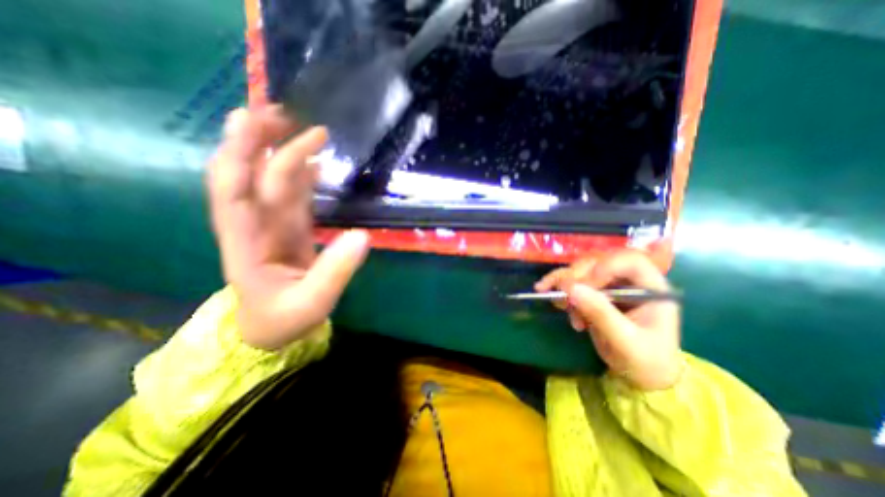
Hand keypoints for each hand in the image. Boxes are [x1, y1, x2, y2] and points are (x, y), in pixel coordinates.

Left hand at [208, 107, 370, 350]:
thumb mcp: (313, 303)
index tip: (258, 123)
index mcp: (247, 243)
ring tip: (304, 128)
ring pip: (270, 181)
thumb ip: (336, 271)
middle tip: (283, 113)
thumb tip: (362, 236)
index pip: (235, 192)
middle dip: (255, 140)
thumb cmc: (285, 319)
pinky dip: (301, 176)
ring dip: (281, 152)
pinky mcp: (288, 228)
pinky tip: (315, 162)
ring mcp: (272, 225)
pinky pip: (292, 195)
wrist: (273, 328)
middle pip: (244, 175)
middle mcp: (254, 226)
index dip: (242, 154)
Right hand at [532, 250, 682, 389]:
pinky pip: (573, 284)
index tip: (585, 286)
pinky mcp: (594, 294)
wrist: (640, 377)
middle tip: (560, 292)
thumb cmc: (645, 361)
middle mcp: (629, 281)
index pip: (629, 262)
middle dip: (576, 276)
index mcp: (651, 287)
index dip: (605, 267)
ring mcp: (610, 286)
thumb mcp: (625, 341)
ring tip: (550, 296)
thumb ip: (601, 313)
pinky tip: (552, 299)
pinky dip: (559, 290)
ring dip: (563, 282)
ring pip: (581, 271)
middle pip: (599, 263)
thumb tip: (570, 289)